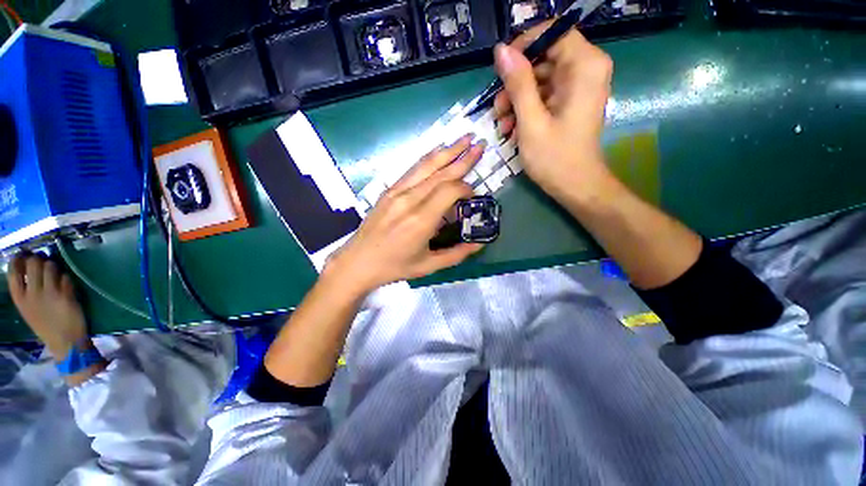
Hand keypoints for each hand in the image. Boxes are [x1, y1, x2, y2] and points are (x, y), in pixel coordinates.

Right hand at [7, 254, 89, 357]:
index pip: (13, 271)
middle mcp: (32, 293)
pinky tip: (66, 285)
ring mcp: (50, 294)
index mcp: (20, 298)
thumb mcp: (28, 308)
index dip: (19, 259)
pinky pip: (66, 277)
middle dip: (39, 259)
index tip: (23, 255)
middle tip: (43, 262)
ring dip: (54, 266)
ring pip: (50, 266)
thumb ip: (26, 290)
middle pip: (33, 263)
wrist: (65, 342)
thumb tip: (27, 267)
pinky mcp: (66, 295)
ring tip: (56, 273)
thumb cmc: (46, 325)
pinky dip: (66, 278)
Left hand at [325, 135, 485, 294]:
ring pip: (426, 165)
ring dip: (447, 151)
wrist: (358, 261)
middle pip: (441, 173)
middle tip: (480, 145)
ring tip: (464, 138)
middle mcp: (410, 200)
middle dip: (463, 159)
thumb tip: (480, 244)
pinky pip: (412, 169)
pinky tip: (438, 151)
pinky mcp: (389, 190)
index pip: (450, 190)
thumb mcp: (428, 266)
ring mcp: (397, 192)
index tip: (473, 196)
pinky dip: (428, 158)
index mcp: (421, 220)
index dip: (466, 189)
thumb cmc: (394, 266)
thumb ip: (457, 254)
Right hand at [493, 22, 614, 205]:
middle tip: (498, 108)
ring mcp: (578, 87)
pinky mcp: (570, 102)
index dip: (524, 46)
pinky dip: (526, 108)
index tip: (501, 70)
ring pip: (540, 77)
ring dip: (516, 99)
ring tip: (503, 124)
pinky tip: (513, 128)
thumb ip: (518, 83)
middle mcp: (586, 69)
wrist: (575, 186)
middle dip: (516, 81)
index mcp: (584, 66)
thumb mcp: (531, 121)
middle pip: (544, 57)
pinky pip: (544, 94)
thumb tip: (501, 50)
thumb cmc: (554, 157)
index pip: (553, 32)